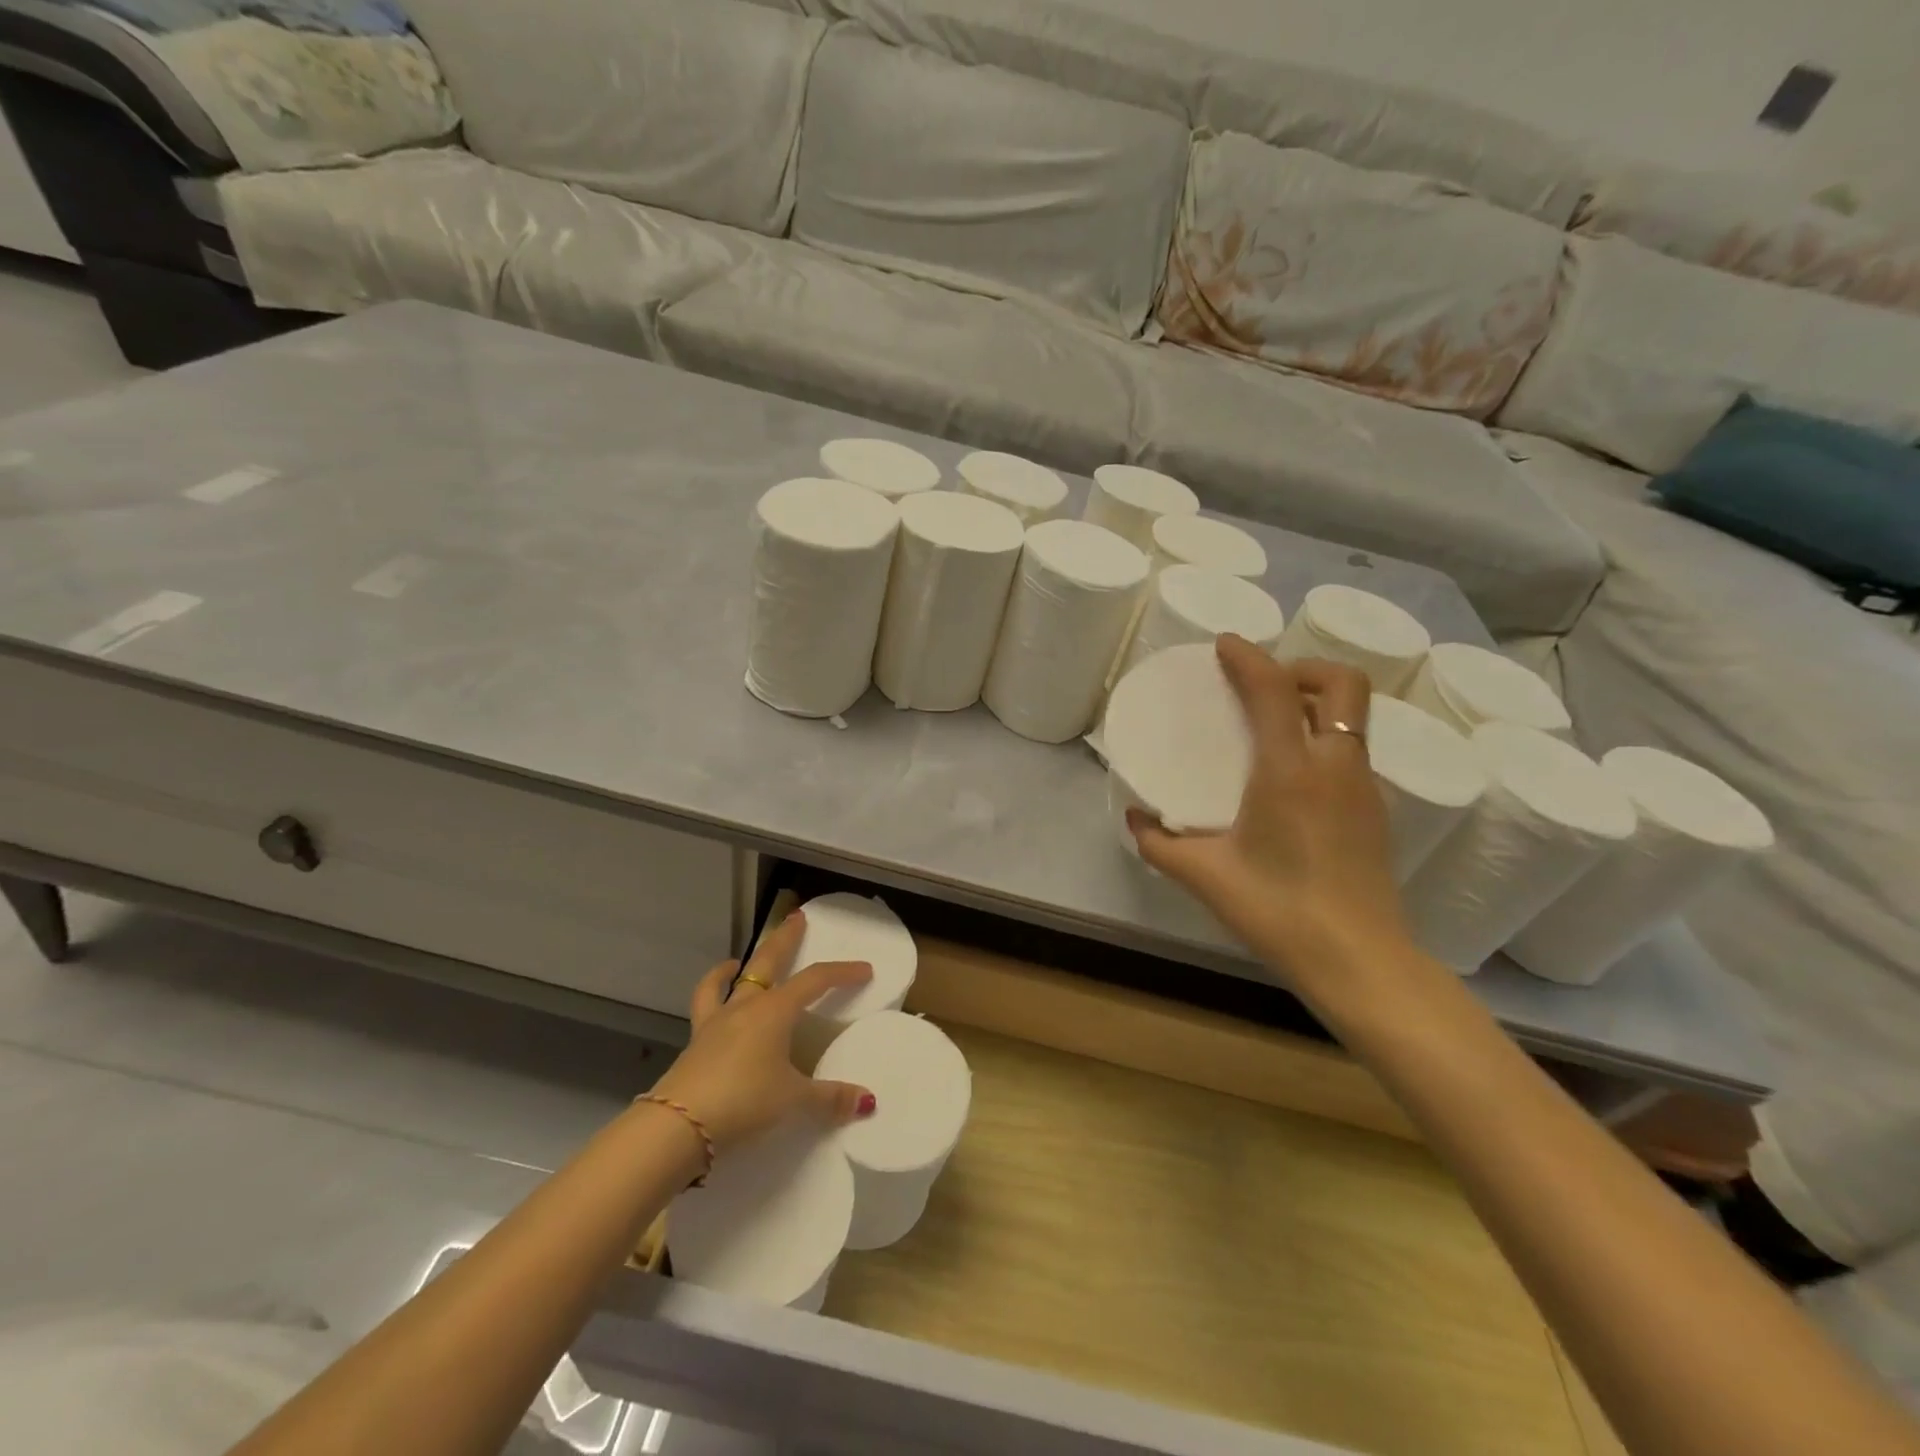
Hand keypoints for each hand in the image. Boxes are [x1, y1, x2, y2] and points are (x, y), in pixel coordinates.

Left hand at [650, 911, 875, 1152]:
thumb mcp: (794, 1101)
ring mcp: (717, 1020)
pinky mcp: (697, 1040)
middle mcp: (747, 1006)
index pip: (816, 980)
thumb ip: (830, 1098)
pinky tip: (717, 987)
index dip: (842, 973)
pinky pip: (706, 1003)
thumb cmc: (744, 1102)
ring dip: (743, 964)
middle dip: (786, 939)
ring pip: (734, 979)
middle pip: (770, 961)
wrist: (679, 1124)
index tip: (865, 969)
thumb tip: (867, 1101)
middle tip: (797, 917)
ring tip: (741, 959)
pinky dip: (713, 988)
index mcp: (776, 1011)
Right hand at [1128, 635, 1411, 1005]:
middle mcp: (1336, 766)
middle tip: (1265, 684)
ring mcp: (1364, 787)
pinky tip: (1295, 775)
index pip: (1275, 690)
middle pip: (1342, 684)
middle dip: (1304, 667)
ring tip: (1275, 723)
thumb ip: (1160, 843)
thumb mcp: (1205, 876)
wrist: (1360, 960)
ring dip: (1316, 703)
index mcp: (1290, 771)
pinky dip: (1325, 738)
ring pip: (1353, 716)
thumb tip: (1135, 820)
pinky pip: (1353, 750)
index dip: (1248, 657)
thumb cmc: (1278, 910)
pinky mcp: (1377, 811)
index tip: (1224, 645)